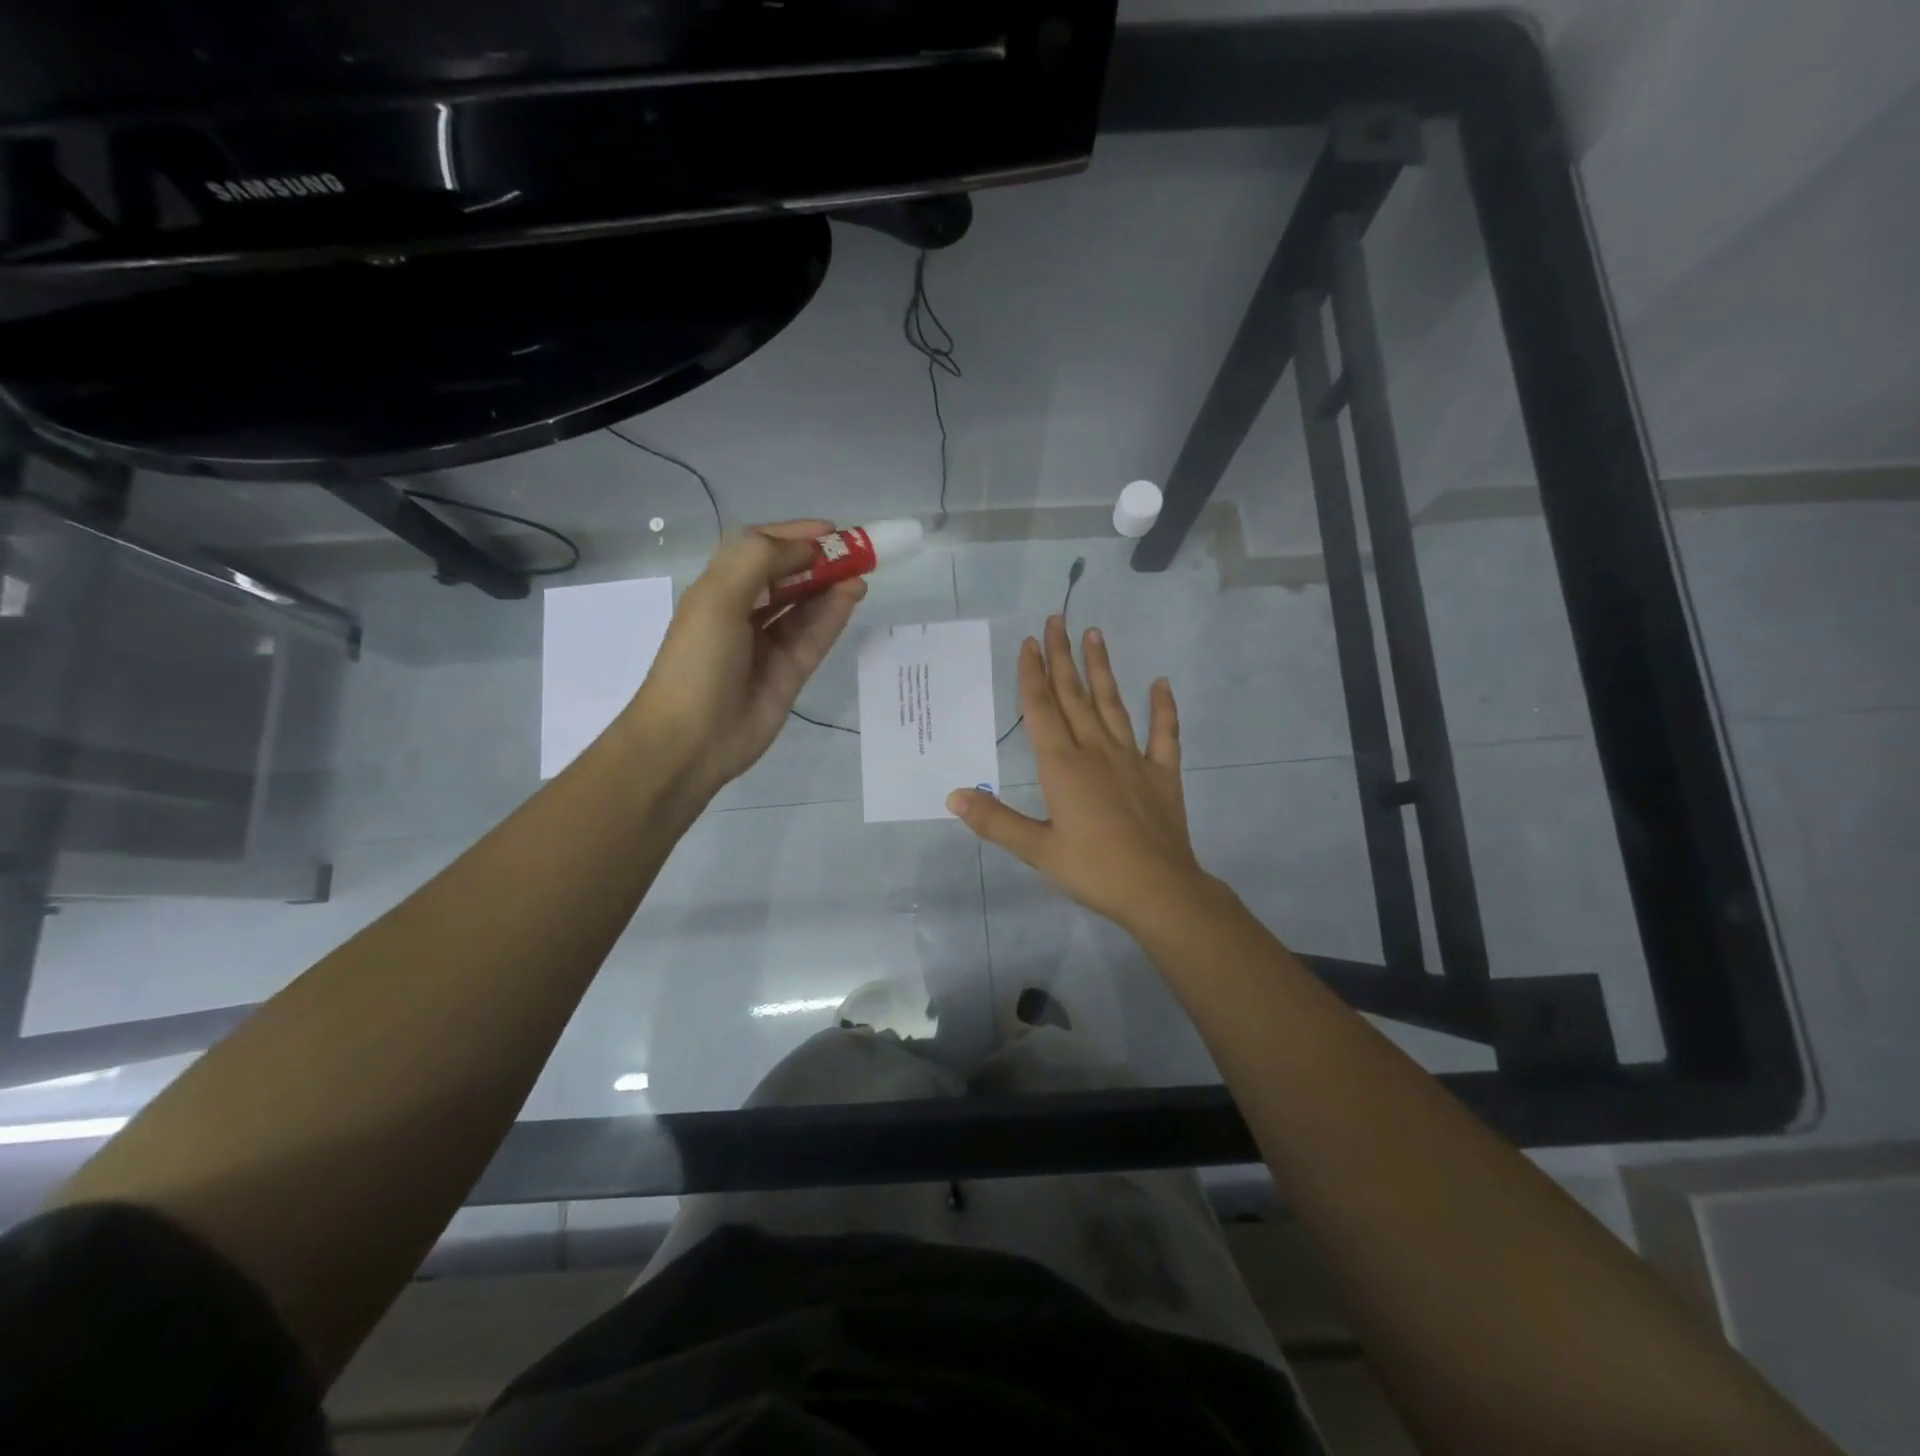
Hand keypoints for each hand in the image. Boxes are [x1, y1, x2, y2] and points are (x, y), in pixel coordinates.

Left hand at [628, 520, 864, 800]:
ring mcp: (769, 644)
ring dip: (832, 586)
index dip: (794, 536)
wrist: (692, 739)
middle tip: (857, 552)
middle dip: (820, 561)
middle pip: (788, 576)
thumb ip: (760, 560)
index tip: (832, 530)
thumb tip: (807, 549)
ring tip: (861, 574)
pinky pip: (815, 635)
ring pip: (806, 605)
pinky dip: (834, 615)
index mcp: (719, 588)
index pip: (760, 550)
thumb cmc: (698, 660)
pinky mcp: (790, 672)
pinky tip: (852, 596)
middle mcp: (744, 611)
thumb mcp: (718, 596)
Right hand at [946, 616, 1208, 929]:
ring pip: (1113, 704)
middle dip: (1062, 657)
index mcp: (1063, 766)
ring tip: (1094, 634)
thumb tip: (953, 796)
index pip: (1042, 710)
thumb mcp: (1036, 850)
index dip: (1033, 674)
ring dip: (1101, 669)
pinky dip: (1163, 708)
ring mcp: (1133, 759)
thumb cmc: (1093, 870)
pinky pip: (1164, 734)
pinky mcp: (1163, 774)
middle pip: (1074, 696)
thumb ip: (995, 820)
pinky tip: (1161, 683)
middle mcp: (1096, 751)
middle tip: (1056, 619)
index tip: (1030, 642)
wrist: (1158, 890)